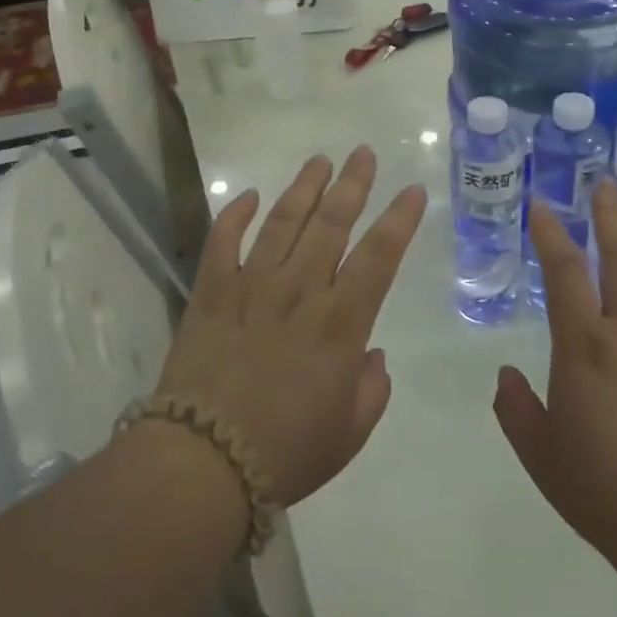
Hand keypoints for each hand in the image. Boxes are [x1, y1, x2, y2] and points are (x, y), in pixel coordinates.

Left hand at [155, 147, 426, 507]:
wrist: (203, 463)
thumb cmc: (286, 453)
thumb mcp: (349, 433)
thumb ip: (370, 389)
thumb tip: (371, 355)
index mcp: (340, 323)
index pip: (379, 256)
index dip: (400, 220)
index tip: (413, 191)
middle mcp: (299, 291)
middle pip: (331, 223)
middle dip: (352, 184)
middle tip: (363, 153)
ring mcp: (251, 286)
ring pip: (282, 222)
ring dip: (303, 187)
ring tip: (319, 161)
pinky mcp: (211, 294)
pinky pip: (222, 242)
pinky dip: (234, 216)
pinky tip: (247, 197)